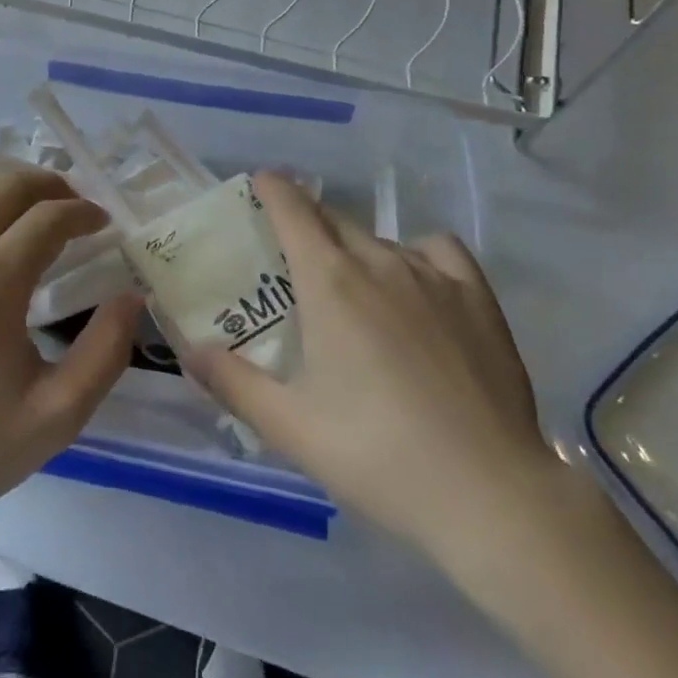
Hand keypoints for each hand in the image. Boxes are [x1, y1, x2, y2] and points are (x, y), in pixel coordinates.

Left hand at [0, 170, 139, 537]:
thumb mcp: (55, 416)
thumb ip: (105, 353)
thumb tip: (131, 297)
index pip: (50, 217)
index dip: (83, 212)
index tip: (101, 224)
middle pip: (8, 187)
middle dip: (49, 186)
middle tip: (71, 205)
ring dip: (2, 183)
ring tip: (24, 202)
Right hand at [188, 173, 558, 572]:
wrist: (489, 494)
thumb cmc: (377, 454)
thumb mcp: (289, 426)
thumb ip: (231, 382)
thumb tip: (188, 350)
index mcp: (329, 281)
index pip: (292, 208)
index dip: (272, 188)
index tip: (259, 183)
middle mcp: (378, 261)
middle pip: (333, 220)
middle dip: (307, 223)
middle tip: (292, 256)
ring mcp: (433, 276)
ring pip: (380, 238)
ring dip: (355, 247)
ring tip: (352, 287)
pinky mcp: (478, 298)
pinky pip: (437, 250)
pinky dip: (416, 254)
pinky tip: (416, 285)